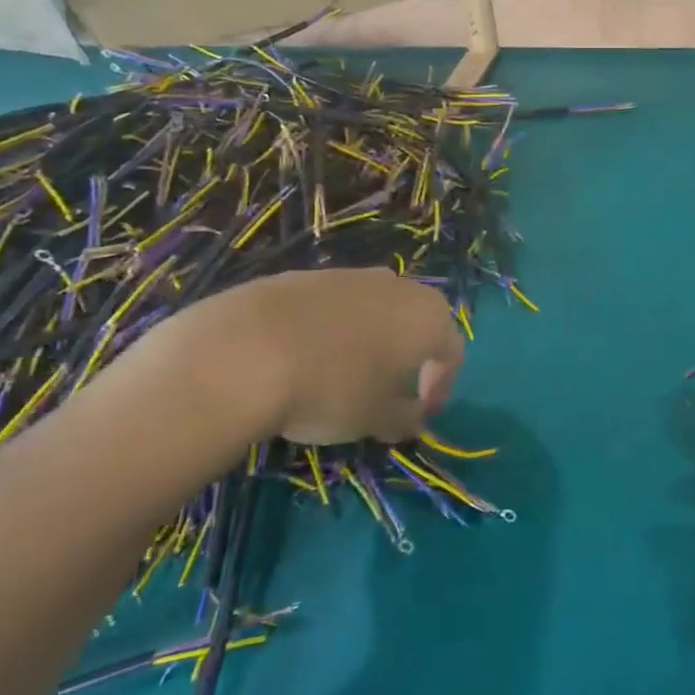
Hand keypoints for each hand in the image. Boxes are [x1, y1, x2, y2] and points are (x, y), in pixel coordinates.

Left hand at [135, 268, 463, 447]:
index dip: (442, 385)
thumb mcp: (376, 418)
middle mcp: (397, 287)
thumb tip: (414, 418)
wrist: (243, 352)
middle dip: (411, 355)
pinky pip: (334, 305)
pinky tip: (305, 358)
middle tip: (391, 389)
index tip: (420, 413)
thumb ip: (406, 418)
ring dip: (371, 339)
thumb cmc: (331, 389)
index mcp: (428, 317)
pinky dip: (332, 329)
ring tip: (345, 374)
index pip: (452, 351)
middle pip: (418, 321)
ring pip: (375, 309)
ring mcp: (349, 276)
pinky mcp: (304, 276)